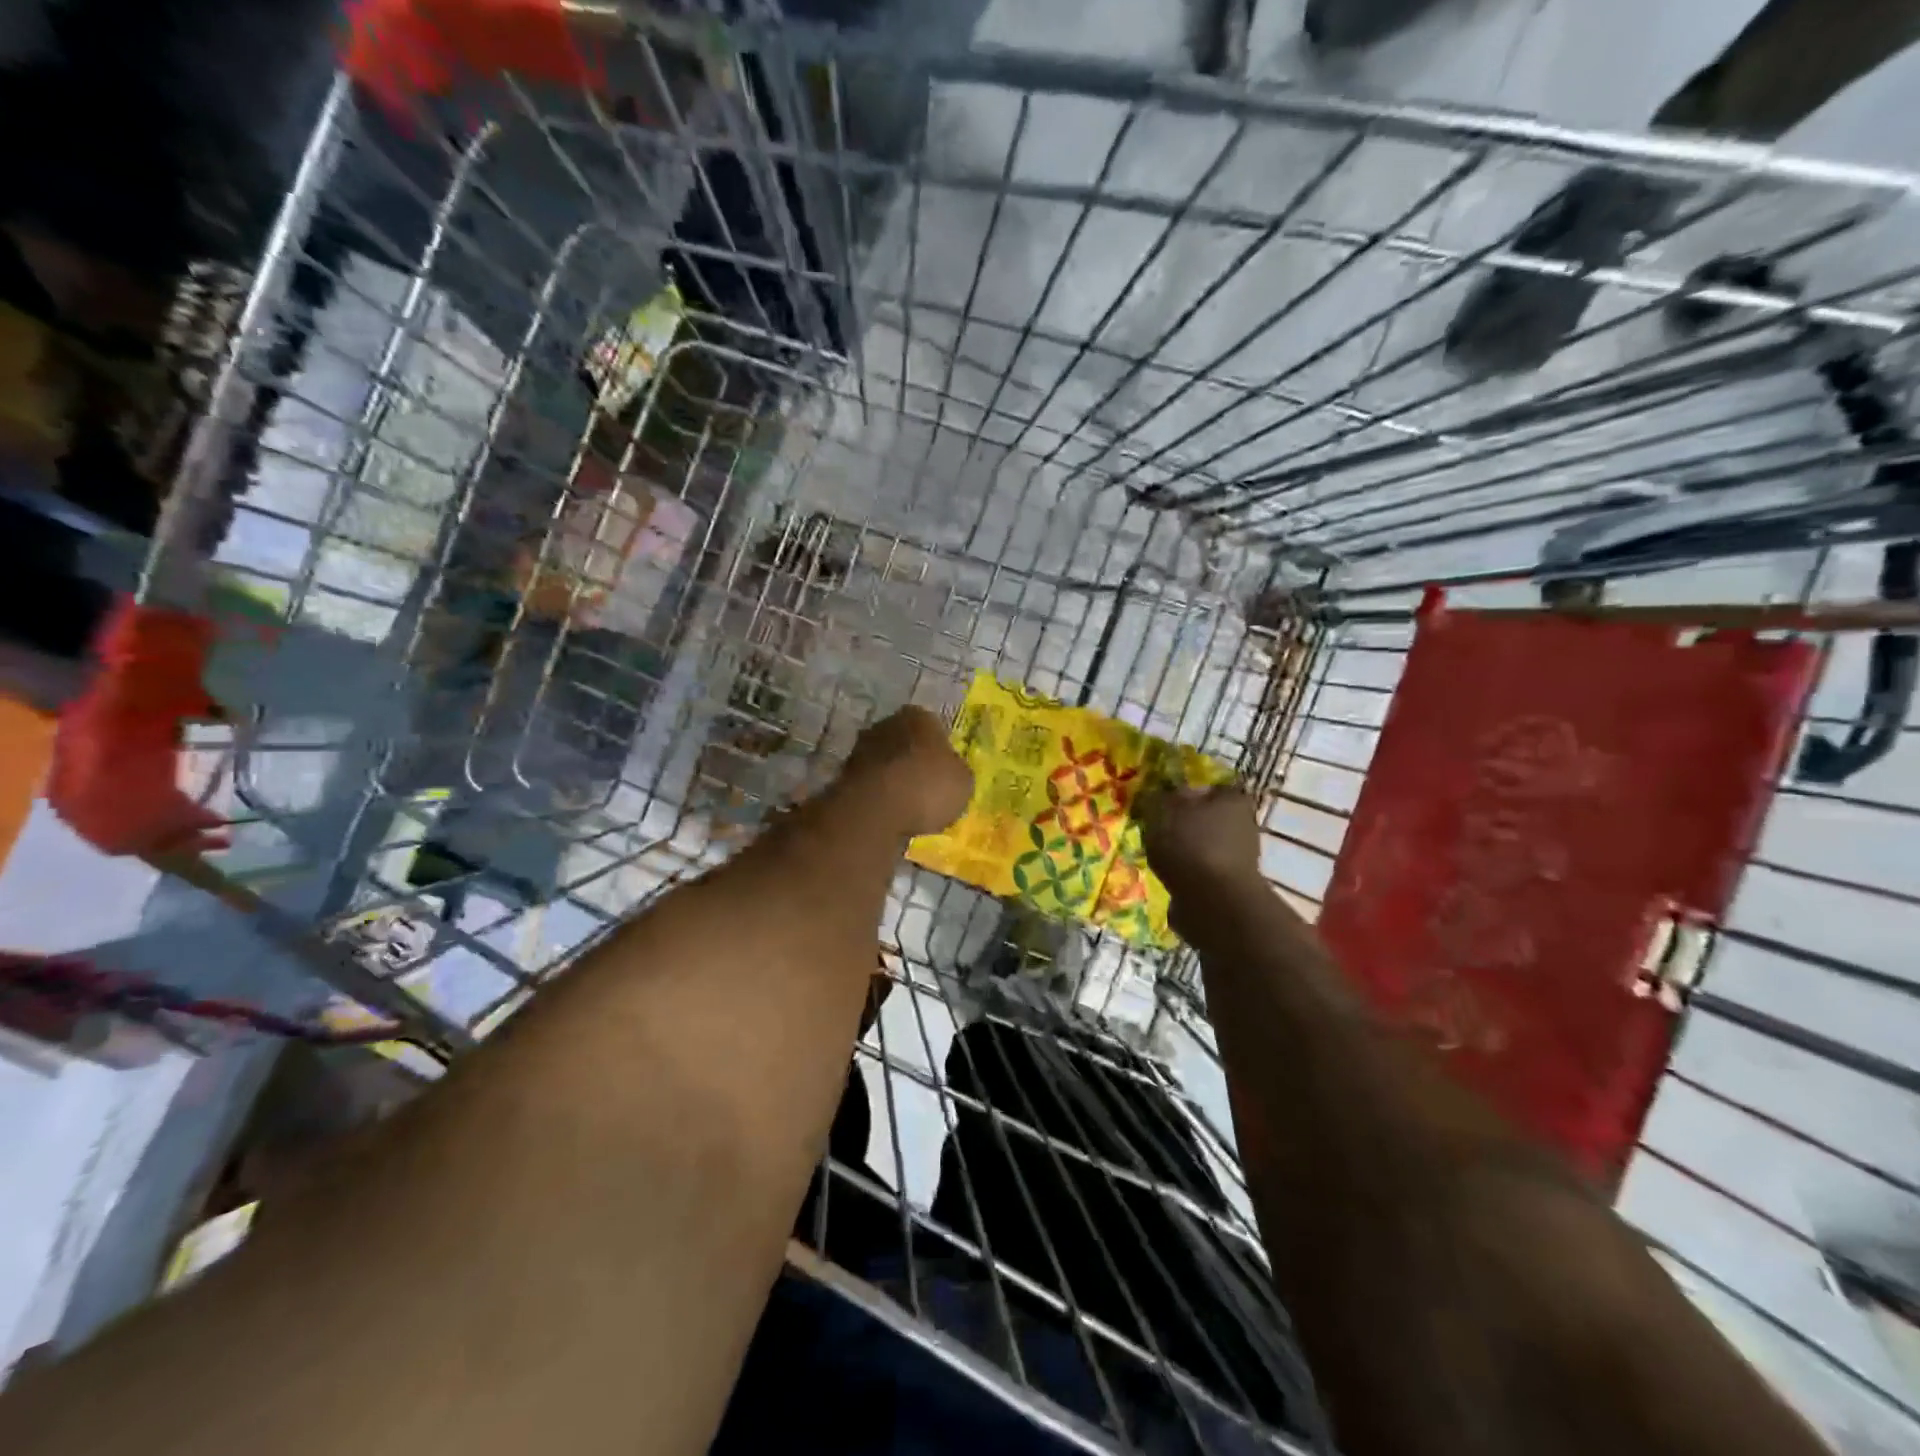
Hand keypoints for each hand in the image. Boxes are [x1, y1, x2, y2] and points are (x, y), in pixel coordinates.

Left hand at [839, 705, 973, 838]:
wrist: (875, 809)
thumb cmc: (927, 787)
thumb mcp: (962, 783)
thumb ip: (956, 772)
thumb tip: (951, 772)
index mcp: (920, 716)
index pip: (934, 726)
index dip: (940, 749)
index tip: (944, 771)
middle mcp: (888, 723)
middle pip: (906, 740)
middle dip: (913, 759)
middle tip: (926, 785)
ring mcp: (862, 746)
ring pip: (885, 760)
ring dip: (894, 776)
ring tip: (907, 803)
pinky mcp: (844, 773)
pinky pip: (871, 781)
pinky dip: (878, 793)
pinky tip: (888, 811)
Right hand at [1139, 783, 1263, 902]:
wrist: (1213, 903)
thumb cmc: (1190, 845)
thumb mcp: (1163, 809)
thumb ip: (1158, 797)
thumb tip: (1158, 794)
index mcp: (1232, 798)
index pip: (1207, 785)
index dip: (1183, 791)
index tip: (1161, 800)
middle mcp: (1243, 824)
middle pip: (1205, 816)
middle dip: (1182, 822)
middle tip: (1154, 828)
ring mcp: (1240, 857)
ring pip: (1202, 845)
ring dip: (1182, 850)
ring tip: (1156, 855)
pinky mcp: (1229, 884)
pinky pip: (1201, 871)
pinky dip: (1186, 873)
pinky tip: (1168, 877)